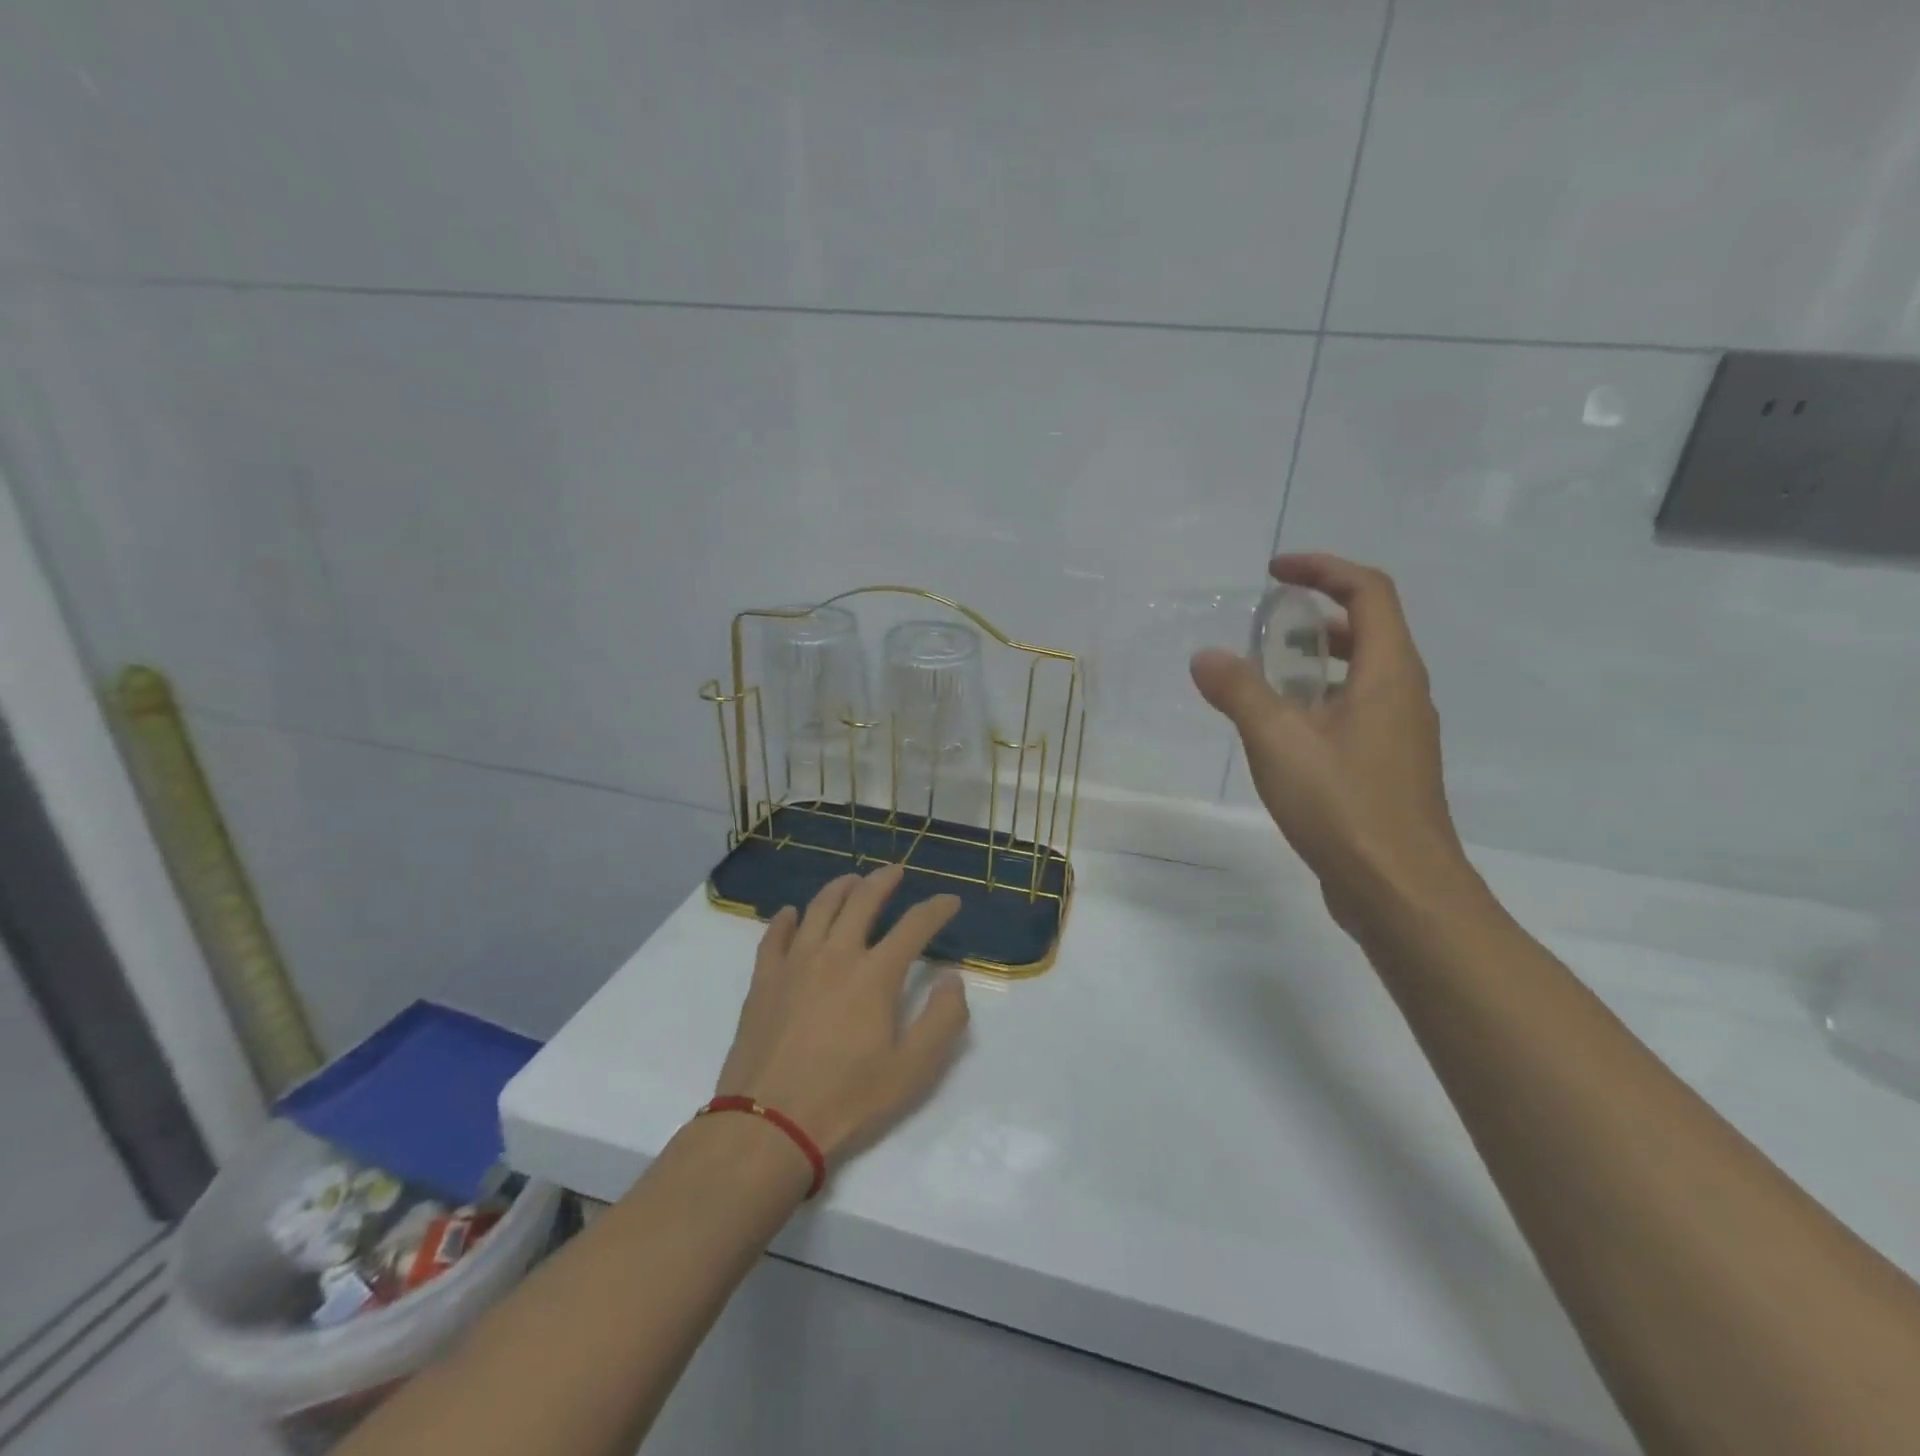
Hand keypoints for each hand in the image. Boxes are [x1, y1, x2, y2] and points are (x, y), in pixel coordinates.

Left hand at [713, 864, 970, 1165]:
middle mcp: (836, 955)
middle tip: (895, 872)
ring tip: (851, 881)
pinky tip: (791, 914)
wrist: (768, 1126)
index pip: (914, 926)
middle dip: (884, 881)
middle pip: (862, 901)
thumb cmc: (848, 1100)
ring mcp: (795, 963)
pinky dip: (787, 918)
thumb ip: (942, 1020)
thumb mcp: (913, 1070)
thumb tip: (951, 979)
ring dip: (839, 889)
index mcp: (876, 974)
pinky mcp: (764, 980)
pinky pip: (774, 935)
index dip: (936, 909)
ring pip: (819, 908)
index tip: (950, 901)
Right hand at [1191, 553, 1481, 932]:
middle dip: (1315, 616)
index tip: (1274, 573)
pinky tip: (1278, 734)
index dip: (1322, 569)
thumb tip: (1205, 656)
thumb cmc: (1343, 805)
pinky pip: (1353, 712)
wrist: (1399, 890)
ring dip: (1313, 663)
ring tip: (1262, 678)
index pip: (1368, 591)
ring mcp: (1399, 734)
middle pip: (1368, 629)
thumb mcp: (1278, 741)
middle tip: (1265, 626)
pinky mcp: (1387, 767)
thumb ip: (1239, 692)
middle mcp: (1403, 694)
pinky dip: (1317, 702)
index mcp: (1389, 673)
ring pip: (1359, 675)